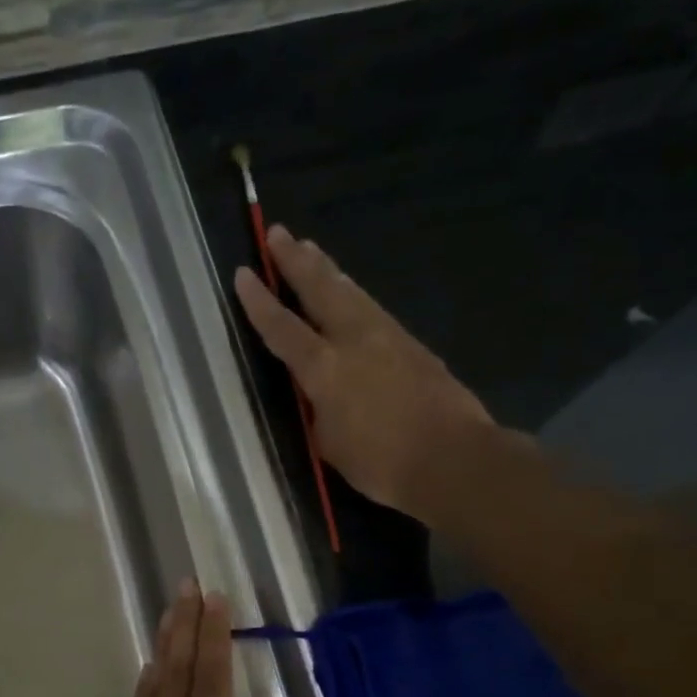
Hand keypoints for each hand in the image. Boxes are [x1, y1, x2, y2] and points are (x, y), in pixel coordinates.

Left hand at [62, 581, 277, 696]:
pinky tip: (152, 674)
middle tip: (186, 587)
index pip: (212, 680)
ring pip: (154, 686)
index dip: (215, 637)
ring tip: (171, 615)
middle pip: (177, 670)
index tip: (215, 600)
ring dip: (164, 647)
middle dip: (184, 625)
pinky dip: (147, 686)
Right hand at [234, 226, 496, 518]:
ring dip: (328, 269)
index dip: (259, 302)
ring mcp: (388, 337)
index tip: (244, 273)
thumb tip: (323, 397)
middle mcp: (354, 340)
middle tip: (278, 233)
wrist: (452, 458)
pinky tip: (352, 295)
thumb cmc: (381, 463)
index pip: (283, 328)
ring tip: (312, 250)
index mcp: (325, 369)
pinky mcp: (413, 345)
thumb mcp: (331, 444)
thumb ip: (320, 411)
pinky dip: (354, 295)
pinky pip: (374, 310)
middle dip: (296, 261)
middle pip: (320, 289)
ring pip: (351, 292)